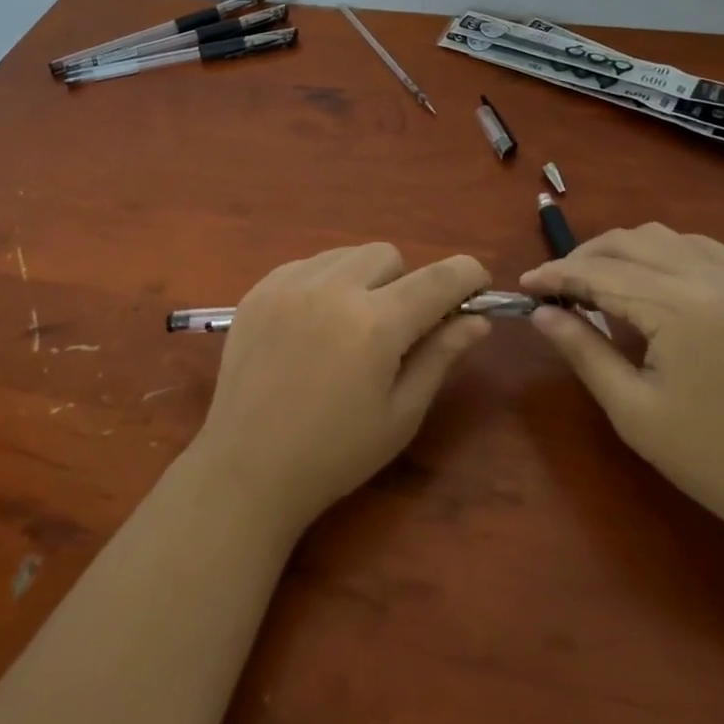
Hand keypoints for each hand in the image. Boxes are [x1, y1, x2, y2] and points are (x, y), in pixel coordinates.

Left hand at [192, 244, 491, 530]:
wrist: (247, 469)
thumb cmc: (335, 453)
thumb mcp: (400, 414)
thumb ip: (440, 356)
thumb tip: (476, 319)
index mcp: (375, 324)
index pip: (437, 279)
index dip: (466, 275)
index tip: (477, 284)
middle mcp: (333, 289)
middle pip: (388, 255)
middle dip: (403, 284)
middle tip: (392, 331)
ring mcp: (290, 283)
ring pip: (347, 254)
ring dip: (362, 279)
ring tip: (347, 327)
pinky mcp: (260, 287)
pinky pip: (308, 263)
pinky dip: (323, 283)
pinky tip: (311, 326)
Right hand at [521, 223, 723, 530]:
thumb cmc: (713, 459)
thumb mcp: (634, 411)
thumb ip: (583, 350)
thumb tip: (541, 313)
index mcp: (676, 306)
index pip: (599, 273)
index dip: (555, 275)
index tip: (522, 284)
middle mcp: (702, 276)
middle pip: (624, 243)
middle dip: (580, 259)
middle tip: (551, 289)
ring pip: (655, 236)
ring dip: (615, 250)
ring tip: (589, 282)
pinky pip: (691, 244)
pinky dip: (657, 248)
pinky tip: (645, 272)